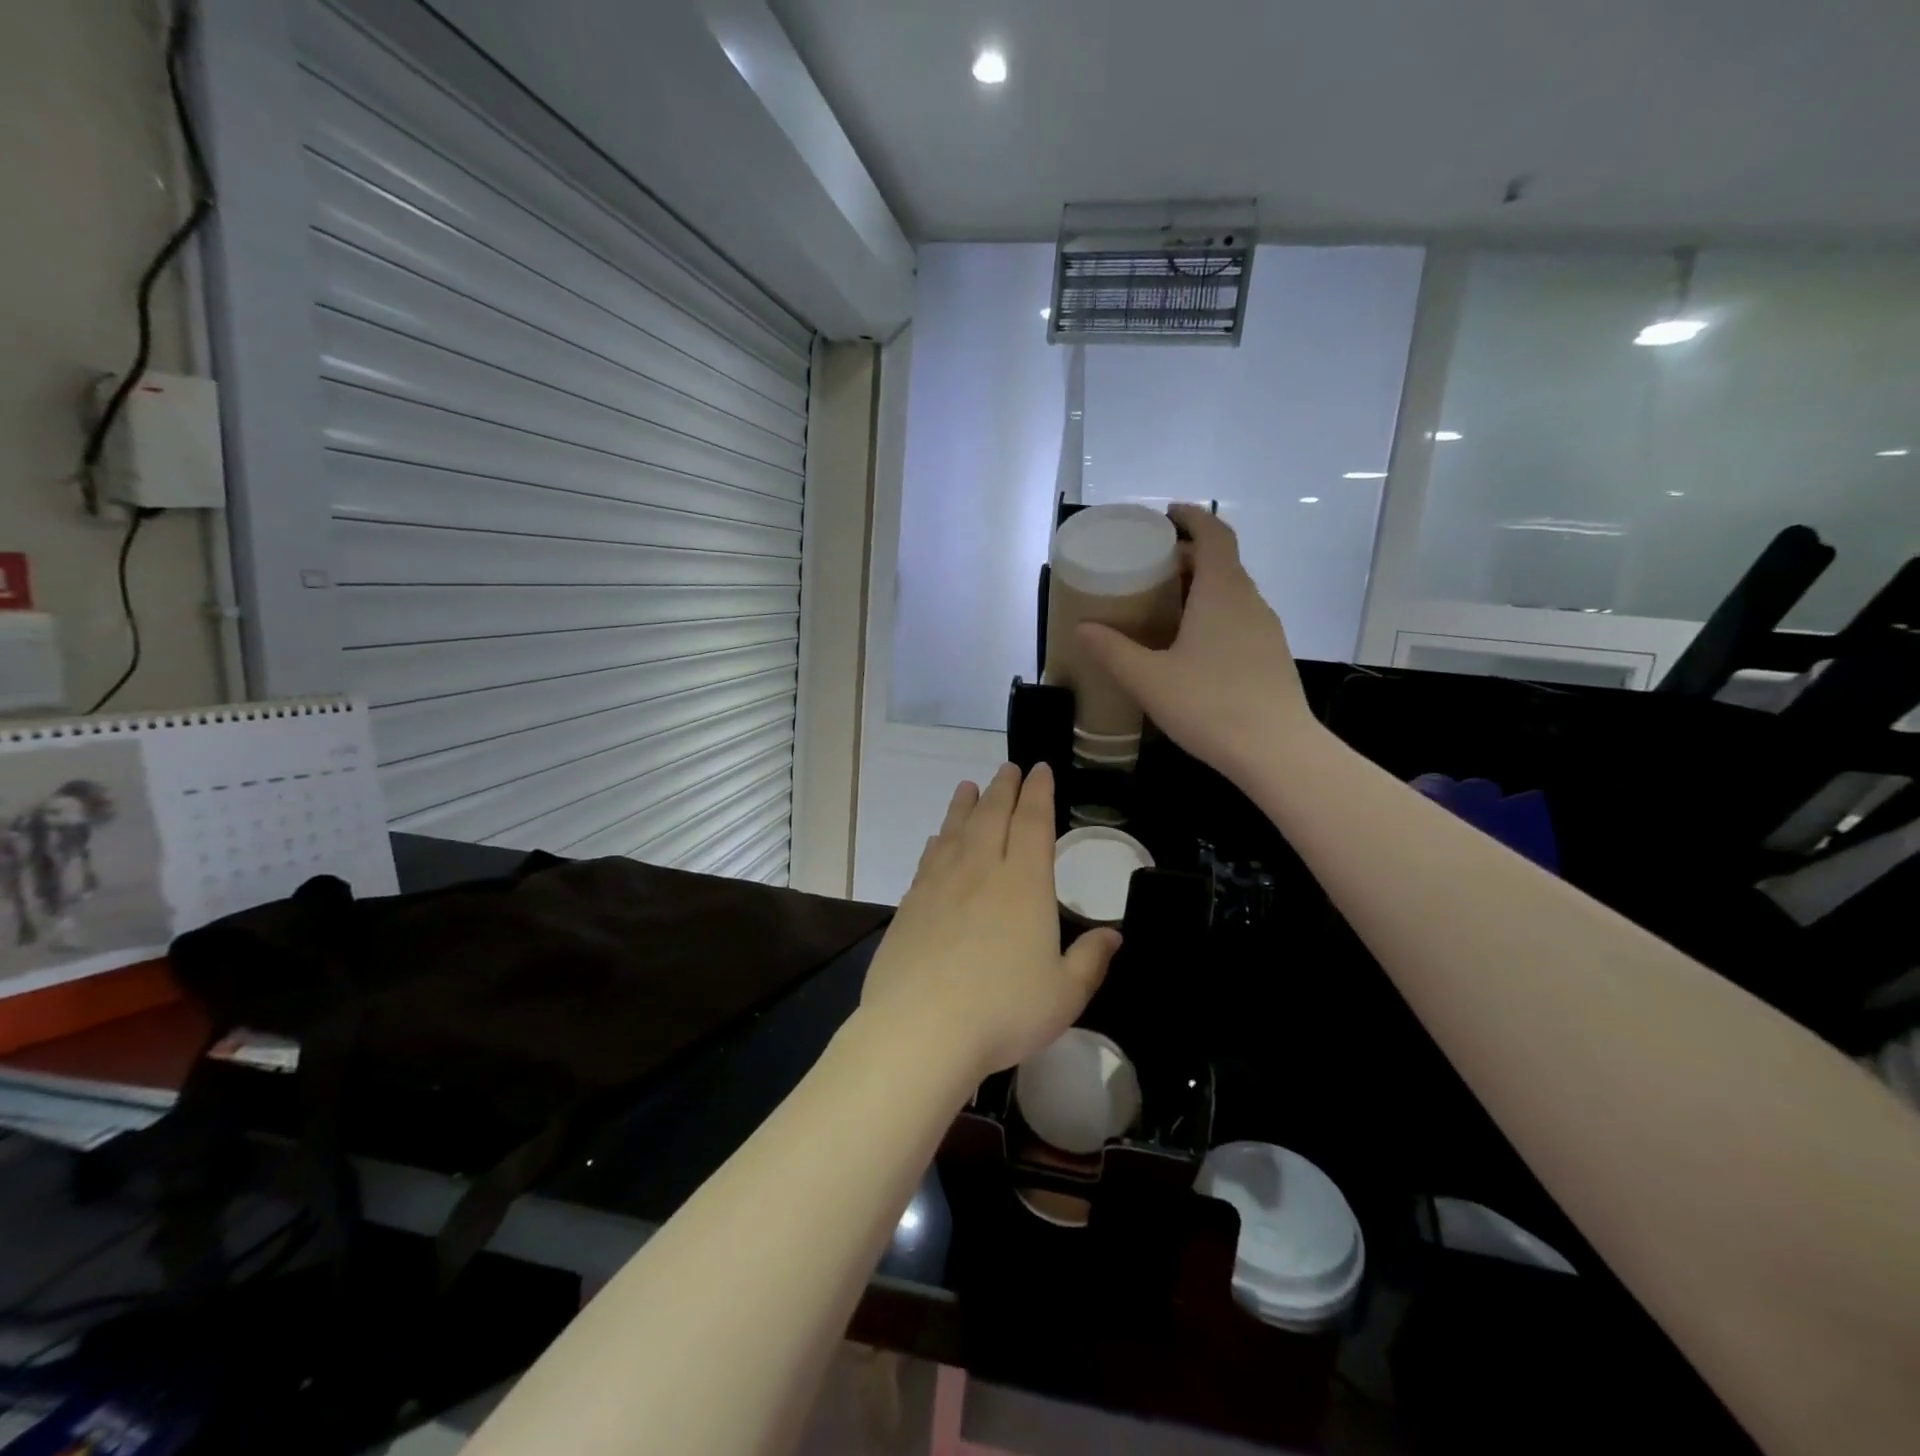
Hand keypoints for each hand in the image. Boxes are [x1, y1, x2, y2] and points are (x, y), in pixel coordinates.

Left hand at [857, 763, 1120, 1086]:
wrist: (920, 1028)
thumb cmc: (1003, 1011)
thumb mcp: (1064, 994)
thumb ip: (1090, 960)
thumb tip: (1113, 936)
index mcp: (1023, 883)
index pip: (1033, 822)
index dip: (1038, 792)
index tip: (1039, 770)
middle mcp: (980, 870)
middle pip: (992, 815)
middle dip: (1003, 788)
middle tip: (1008, 768)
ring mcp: (940, 884)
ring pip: (955, 830)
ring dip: (965, 804)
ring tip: (969, 787)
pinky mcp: (910, 903)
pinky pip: (928, 858)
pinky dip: (938, 840)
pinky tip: (938, 839)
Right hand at [1079, 504, 1315, 784]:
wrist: (1277, 751)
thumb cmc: (1210, 704)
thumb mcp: (1149, 678)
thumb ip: (1113, 651)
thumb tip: (1082, 628)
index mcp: (1222, 593)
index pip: (1215, 534)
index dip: (1192, 517)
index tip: (1167, 514)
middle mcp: (1249, 602)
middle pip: (1222, 563)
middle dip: (1188, 557)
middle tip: (1152, 569)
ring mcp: (1267, 630)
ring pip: (1232, 594)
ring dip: (1202, 589)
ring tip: (1167, 608)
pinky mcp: (1272, 657)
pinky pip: (1240, 620)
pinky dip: (1215, 616)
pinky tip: (1193, 648)